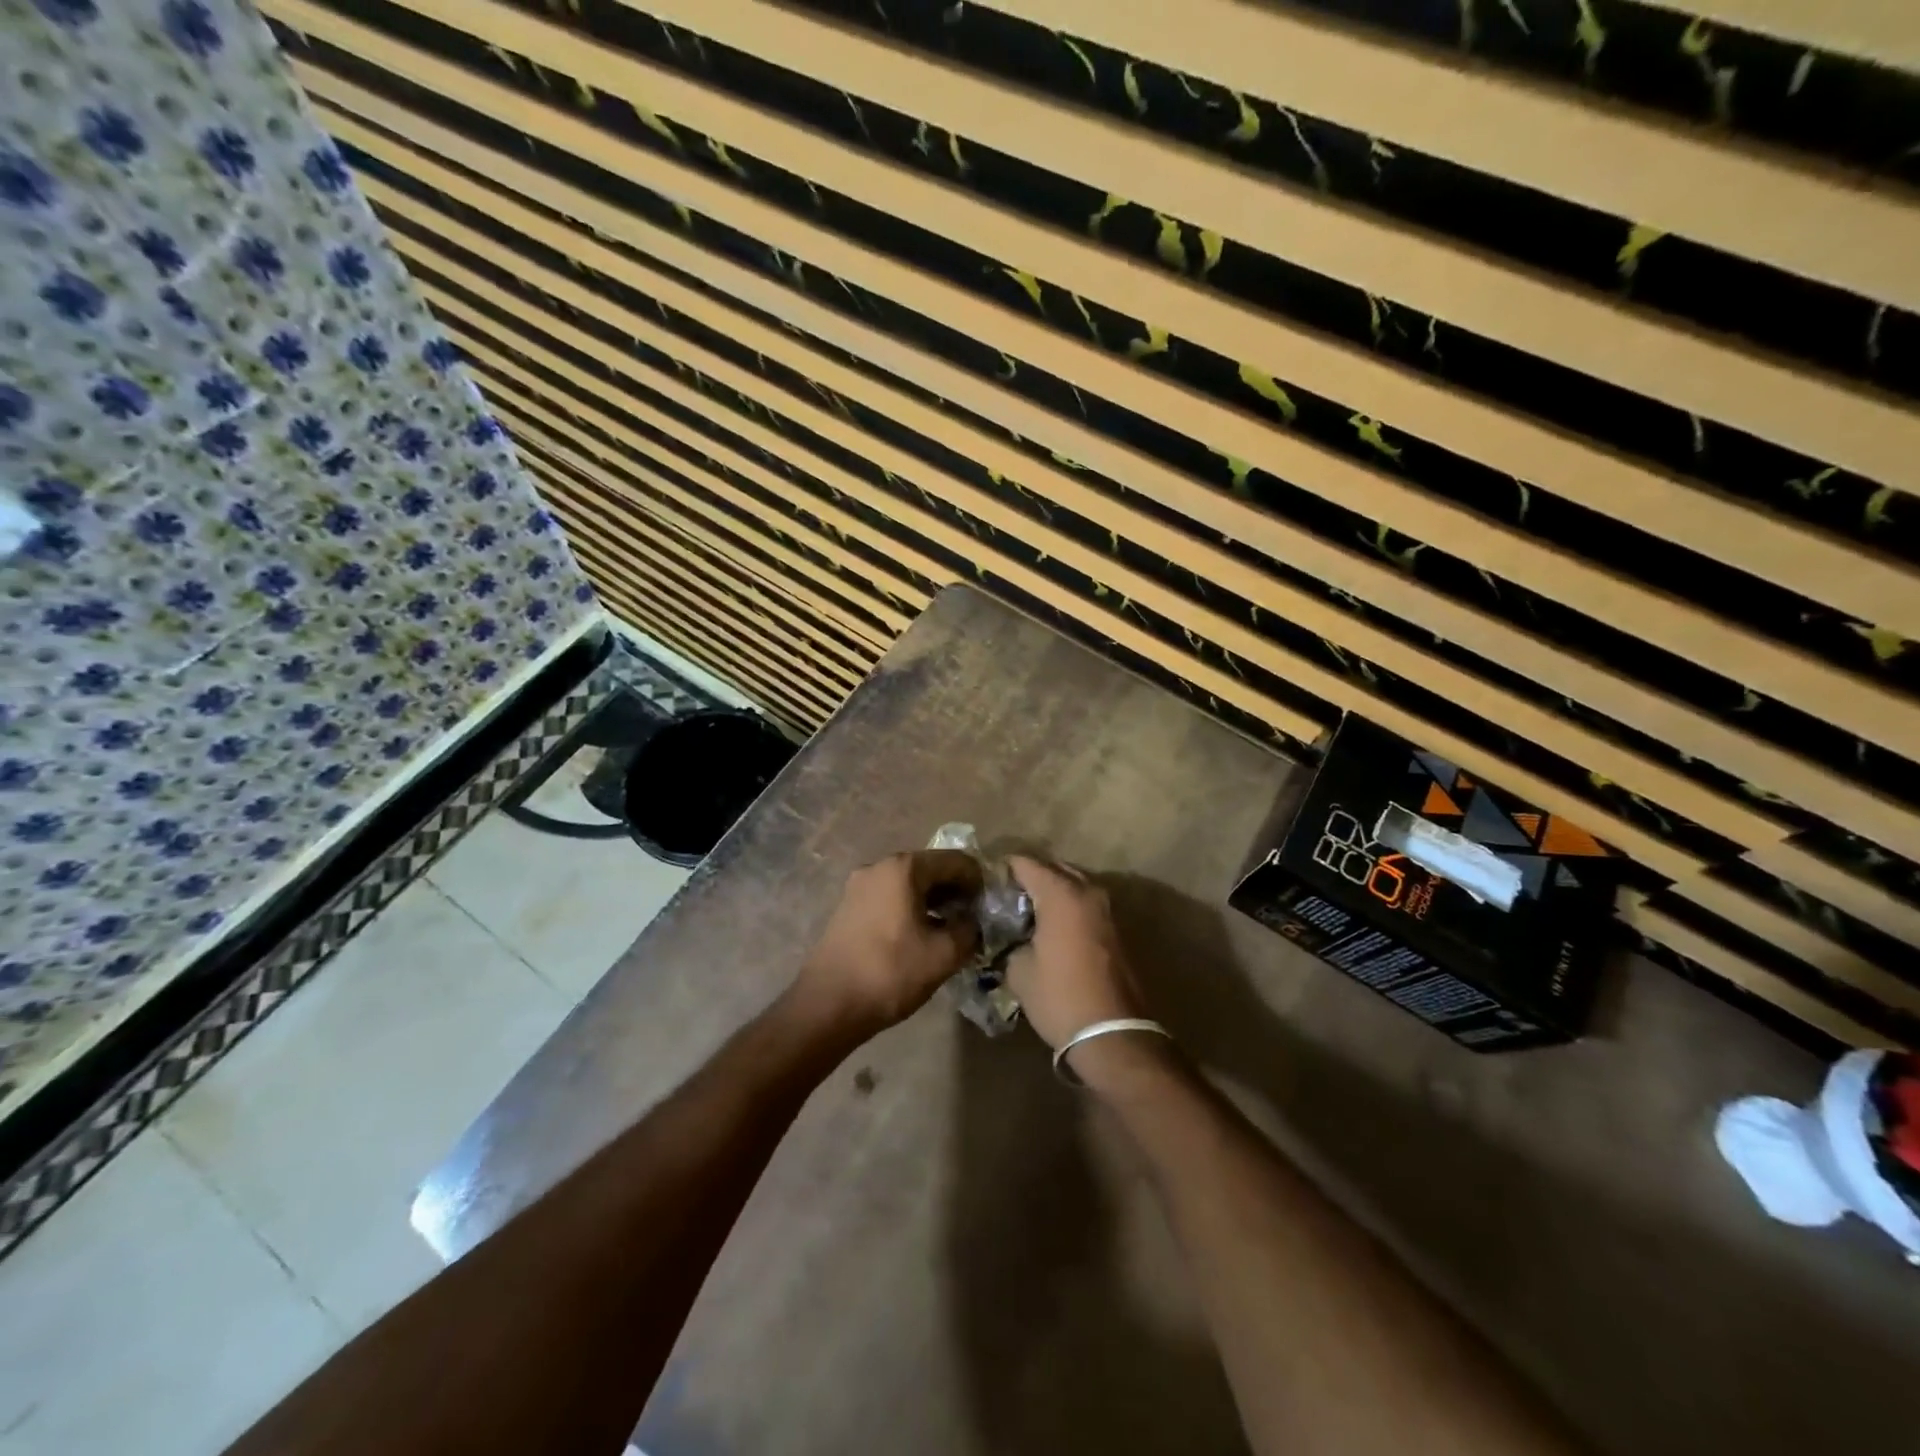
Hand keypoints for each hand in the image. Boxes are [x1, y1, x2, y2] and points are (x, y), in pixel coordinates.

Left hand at [793, 850, 982, 1036]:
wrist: (827, 1005)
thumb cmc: (890, 973)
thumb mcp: (943, 955)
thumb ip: (969, 930)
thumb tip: (975, 922)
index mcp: (904, 868)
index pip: (956, 861)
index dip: (978, 881)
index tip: (991, 907)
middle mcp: (879, 867)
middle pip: (930, 868)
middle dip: (956, 891)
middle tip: (975, 919)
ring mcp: (860, 886)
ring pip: (909, 884)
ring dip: (934, 901)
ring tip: (951, 930)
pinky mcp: (849, 907)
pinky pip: (890, 897)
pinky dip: (911, 908)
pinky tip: (922, 935)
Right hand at [1005, 856, 1149, 1050]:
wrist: (1112, 1033)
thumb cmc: (1059, 997)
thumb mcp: (1020, 971)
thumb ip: (1012, 943)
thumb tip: (1012, 938)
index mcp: (1061, 895)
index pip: (1026, 864)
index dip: (1005, 868)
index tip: (987, 880)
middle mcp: (1087, 893)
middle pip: (1054, 869)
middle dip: (1032, 877)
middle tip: (1006, 894)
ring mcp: (1106, 911)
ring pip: (1073, 887)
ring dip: (1053, 893)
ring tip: (1026, 911)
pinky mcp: (1115, 931)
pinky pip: (1085, 906)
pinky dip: (1067, 909)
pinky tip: (1049, 928)